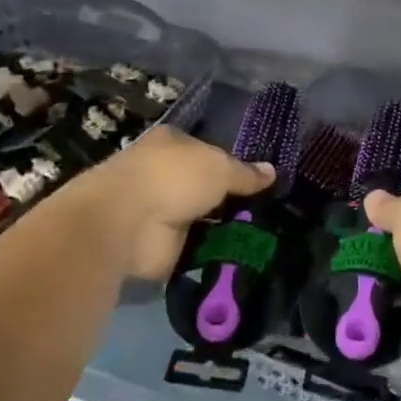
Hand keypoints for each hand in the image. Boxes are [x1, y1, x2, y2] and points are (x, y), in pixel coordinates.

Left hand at [66, 126, 273, 279]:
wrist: (128, 222)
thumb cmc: (173, 178)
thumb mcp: (219, 167)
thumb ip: (245, 173)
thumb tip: (272, 172)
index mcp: (172, 144)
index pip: (208, 151)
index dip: (233, 165)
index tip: (262, 183)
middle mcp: (164, 174)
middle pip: (206, 187)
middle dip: (232, 200)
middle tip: (271, 213)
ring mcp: (161, 211)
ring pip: (203, 219)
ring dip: (225, 229)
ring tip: (265, 238)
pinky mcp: (162, 245)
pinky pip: (197, 248)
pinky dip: (214, 253)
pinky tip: (244, 257)